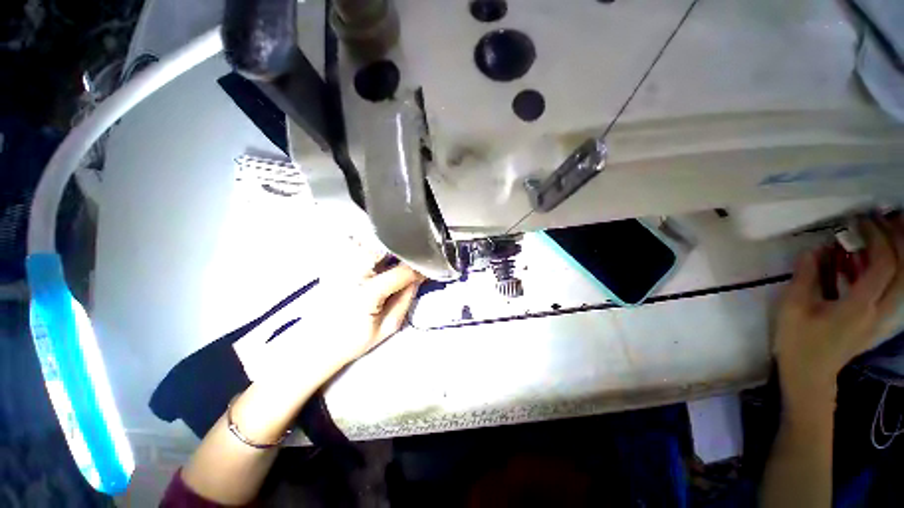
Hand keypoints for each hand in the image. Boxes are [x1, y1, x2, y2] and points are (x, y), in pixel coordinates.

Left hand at [237, 258, 424, 384]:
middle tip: (411, 257)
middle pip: (382, 245)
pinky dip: (366, 241)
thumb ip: (406, 299)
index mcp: (367, 293)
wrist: (315, 344)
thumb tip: (418, 278)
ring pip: (366, 239)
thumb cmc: (353, 340)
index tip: (427, 269)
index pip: (402, 272)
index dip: (418, 269)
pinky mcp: (331, 263)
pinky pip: (351, 242)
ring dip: (384, 242)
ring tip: (395, 253)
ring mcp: (338, 266)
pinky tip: (375, 251)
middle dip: (401, 249)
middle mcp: (350, 273)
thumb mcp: (388, 326)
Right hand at [774, 216, 903, 415]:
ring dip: (897, 253)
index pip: (883, 265)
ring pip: (902, 280)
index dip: (877, 237)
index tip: (860, 220)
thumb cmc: (799, 341)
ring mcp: (880, 316)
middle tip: (884, 218)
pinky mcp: (876, 318)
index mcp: (859, 307)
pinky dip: (887, 268)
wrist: (810, 374)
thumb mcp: (793, 308)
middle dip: (898, 240)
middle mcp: (879, 310)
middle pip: (903, 270)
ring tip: (884, 231)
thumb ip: (805, 277)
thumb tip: (814, 250)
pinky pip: (891, 288)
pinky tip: (868, 260)